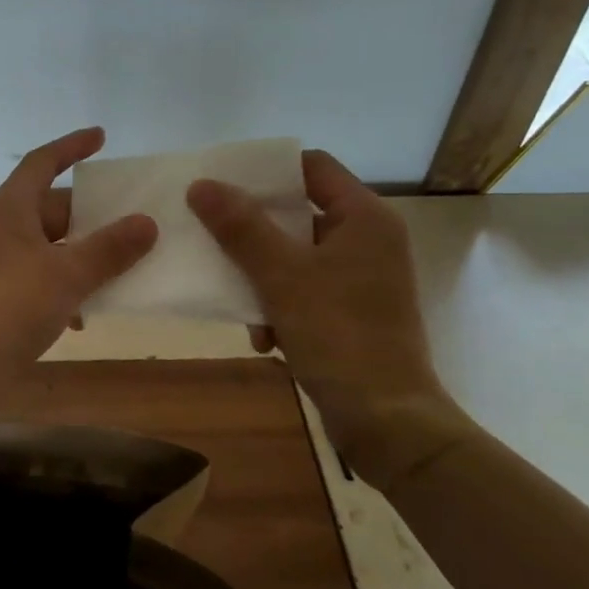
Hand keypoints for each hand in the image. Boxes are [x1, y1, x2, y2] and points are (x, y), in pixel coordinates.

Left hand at [0, 128, 157, 379]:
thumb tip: (146, 223)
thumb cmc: (7, 307)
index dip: (72, 146)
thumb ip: (109, 249)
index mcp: (10, 208)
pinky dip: (62, 288)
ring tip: (120, 269)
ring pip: (46, 247)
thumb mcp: (67, 275)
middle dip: (89, 215)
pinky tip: (83, 316)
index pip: (43, 162)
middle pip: (50, 208)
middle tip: (131, 222)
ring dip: (80, 256)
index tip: (101, 137)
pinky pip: (36, 278)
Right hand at [186, 151, 470, 489]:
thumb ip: (240, 227)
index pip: (312, 167)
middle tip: (213, 237)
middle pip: (298, 213)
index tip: (222, 185)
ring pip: (295, 257)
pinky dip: (280, 308)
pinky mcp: (353, 313)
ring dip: (261, 278)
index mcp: (363, 217)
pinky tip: (265, 340)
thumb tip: (201, 184)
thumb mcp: (281, 276)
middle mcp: (368, 240)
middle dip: (254, 233)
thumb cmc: (338, 335)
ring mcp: (362, 279)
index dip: (266, 171)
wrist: (387, 422)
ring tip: (239, 305)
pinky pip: (305, 291)